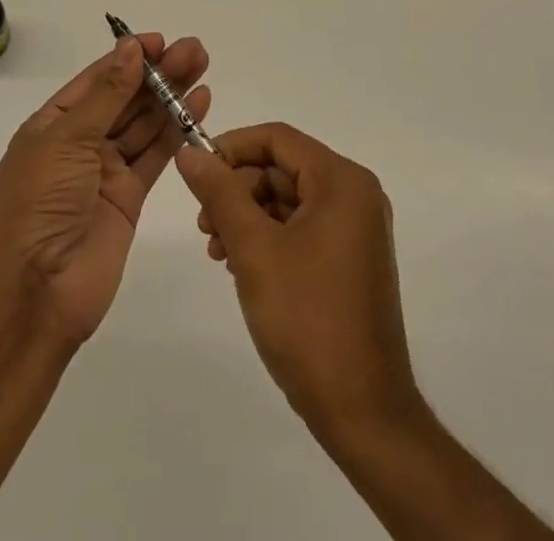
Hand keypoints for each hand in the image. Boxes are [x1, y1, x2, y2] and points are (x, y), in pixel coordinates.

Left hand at [0, 35, 210, 348]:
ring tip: (203, 66)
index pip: (97, 79)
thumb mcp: (67, 139)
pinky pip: (156, 155)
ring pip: (145, 123)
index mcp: (54, 123)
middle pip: (126, 98)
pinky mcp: (130, 197)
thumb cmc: (39, 202)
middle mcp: (80, 142)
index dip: (128, 58)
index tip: (160, 41)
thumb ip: (107, 95)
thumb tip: (131, 49)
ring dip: (172, 95)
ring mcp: (106, 170)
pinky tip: (198, 105)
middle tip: (195, 50)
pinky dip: (177, 130)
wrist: (35, 291)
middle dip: (159, 73)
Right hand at [175, 123, 420, 438]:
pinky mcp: (351, 259)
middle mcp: (355, 195)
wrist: (364, 415)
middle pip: (282, 168)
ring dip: (247, 216)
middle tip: (203, 225)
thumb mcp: (254, 249)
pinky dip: (268, 237)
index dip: (232, 148)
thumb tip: (189, 152)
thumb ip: (220, 193)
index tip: (196, 173)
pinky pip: (302, 227)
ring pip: (288, 199)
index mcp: (342, 182)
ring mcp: (356, 229)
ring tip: (217, 250)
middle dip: (237, 190)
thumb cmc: (308, 321)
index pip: (277, 139)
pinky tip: (241, 265)